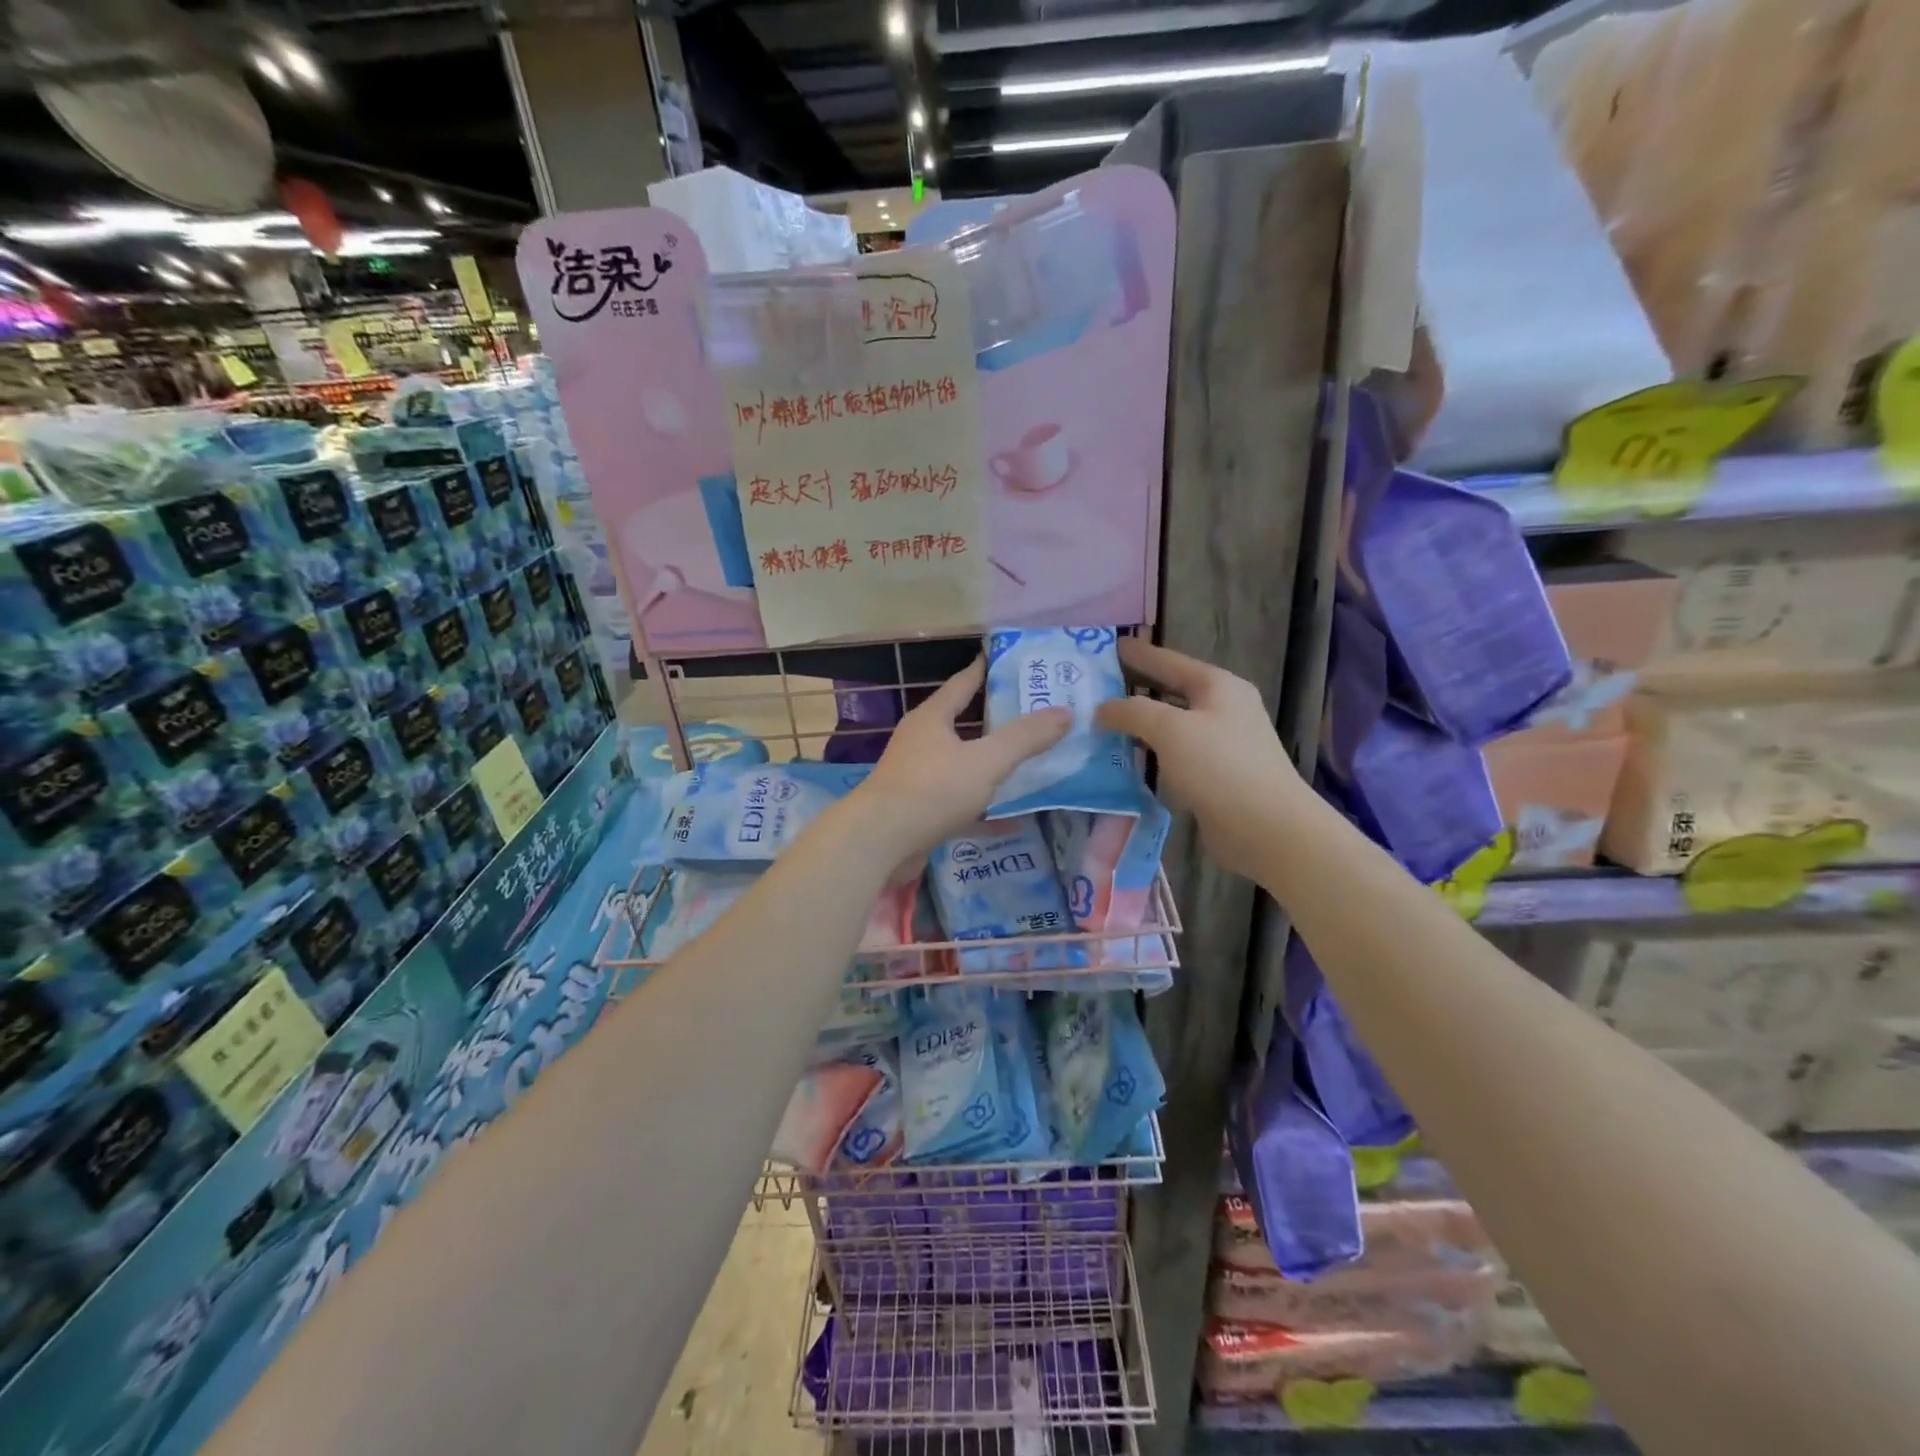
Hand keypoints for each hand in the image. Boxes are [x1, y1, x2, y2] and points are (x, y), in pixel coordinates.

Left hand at [855, 658, 1071, 858]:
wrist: (880, 842)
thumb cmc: (932, 790)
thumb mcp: (986, 761)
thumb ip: (1025, 738)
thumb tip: (1065, 712)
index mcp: (933, 718)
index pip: (964, 682)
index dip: (987, 669)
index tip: (1012, 660)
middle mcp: (922, 742)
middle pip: (964, 723)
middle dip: (998, 719)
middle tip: (1036, 714)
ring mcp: (918, 777)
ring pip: (963, 764)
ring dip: (991, 765)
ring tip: (1030, 761)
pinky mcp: (920, 810)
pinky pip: (961, 803)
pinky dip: (986, 809)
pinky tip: (1015, 819)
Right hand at [1096, 638, 1306, 880]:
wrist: (1267, 828)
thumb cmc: (1220, 767)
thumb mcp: (1170, 729)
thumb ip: (1132, 712)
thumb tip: (1102, 709)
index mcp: (1218, 686)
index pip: (1170, 661)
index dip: (1139, 653)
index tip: (1111, 645)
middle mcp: (1222, 710)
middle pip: (1170, 692)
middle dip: (1135, 689)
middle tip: (1096, 687)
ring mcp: (1220, 745)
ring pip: (1170, 727)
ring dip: (1139, 726)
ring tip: (1100, 723)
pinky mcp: (1214, 777)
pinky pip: (1173, 757)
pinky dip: (1150, 755)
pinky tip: (1124, 761)